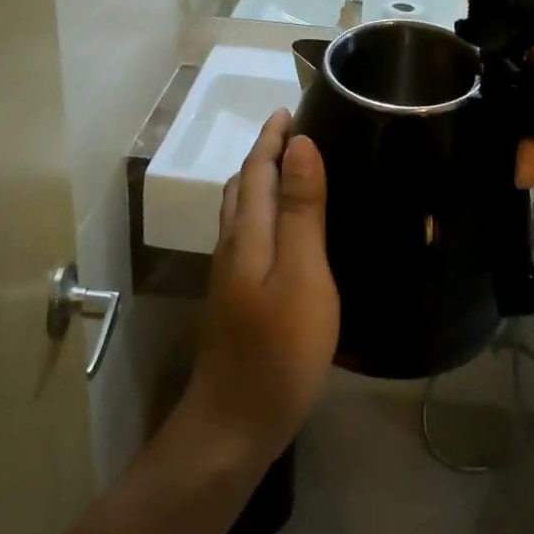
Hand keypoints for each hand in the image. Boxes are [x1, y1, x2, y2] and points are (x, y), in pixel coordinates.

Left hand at [180, 110, 338, 466]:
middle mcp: (232, 246)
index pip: (256, 169)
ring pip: (242, 213)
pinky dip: (265, 215)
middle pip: (242, 187)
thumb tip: (298, 144)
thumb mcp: (302, 274)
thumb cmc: (278, 348)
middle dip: (264, 154)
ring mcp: (231, 276)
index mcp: (247, 233)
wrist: (236, 423)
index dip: (271, 137)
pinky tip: (287, 232)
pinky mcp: (238, 300)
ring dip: (262, 183)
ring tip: (292, 172)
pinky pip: (250, 237)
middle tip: (296, 135)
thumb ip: (300, 210)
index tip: (289, 109)